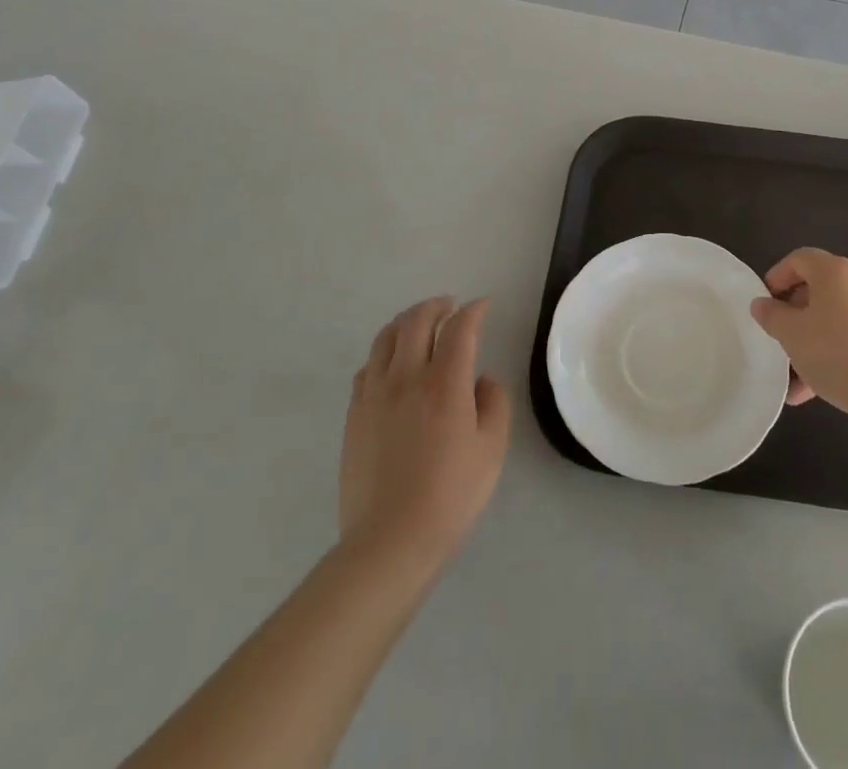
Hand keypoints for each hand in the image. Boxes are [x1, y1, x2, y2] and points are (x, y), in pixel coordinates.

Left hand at [339, 297, 510, 567]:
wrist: (389, 542)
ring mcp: (374, 394)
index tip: (483, 305)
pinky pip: (367, 367)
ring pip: (386, 338)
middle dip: (436, 305)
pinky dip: (384, 352)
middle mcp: (407, 377)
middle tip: (451, 306)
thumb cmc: (450, 496)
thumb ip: (493, 403)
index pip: (460, 329)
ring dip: (406, 321)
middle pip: (416, 321)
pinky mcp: (354, 415)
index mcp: (445, 383)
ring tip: (420, 323)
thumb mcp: (491, 450)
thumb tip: (480, 380)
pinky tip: (392, 363)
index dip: (474, 311)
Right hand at [750, 248, 847, 426]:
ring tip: (796, 379)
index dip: (777, 276)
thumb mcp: (792, 335)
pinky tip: (821, 390)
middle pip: (819, 289)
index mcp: (836, 272)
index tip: (765, 304)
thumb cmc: (837, 354)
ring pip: (837, 319)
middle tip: (780, 339)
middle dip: (795, 315)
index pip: (800, 258)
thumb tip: (762, 303)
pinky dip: (837, 354)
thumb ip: (771, 316)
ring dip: (814, 341)